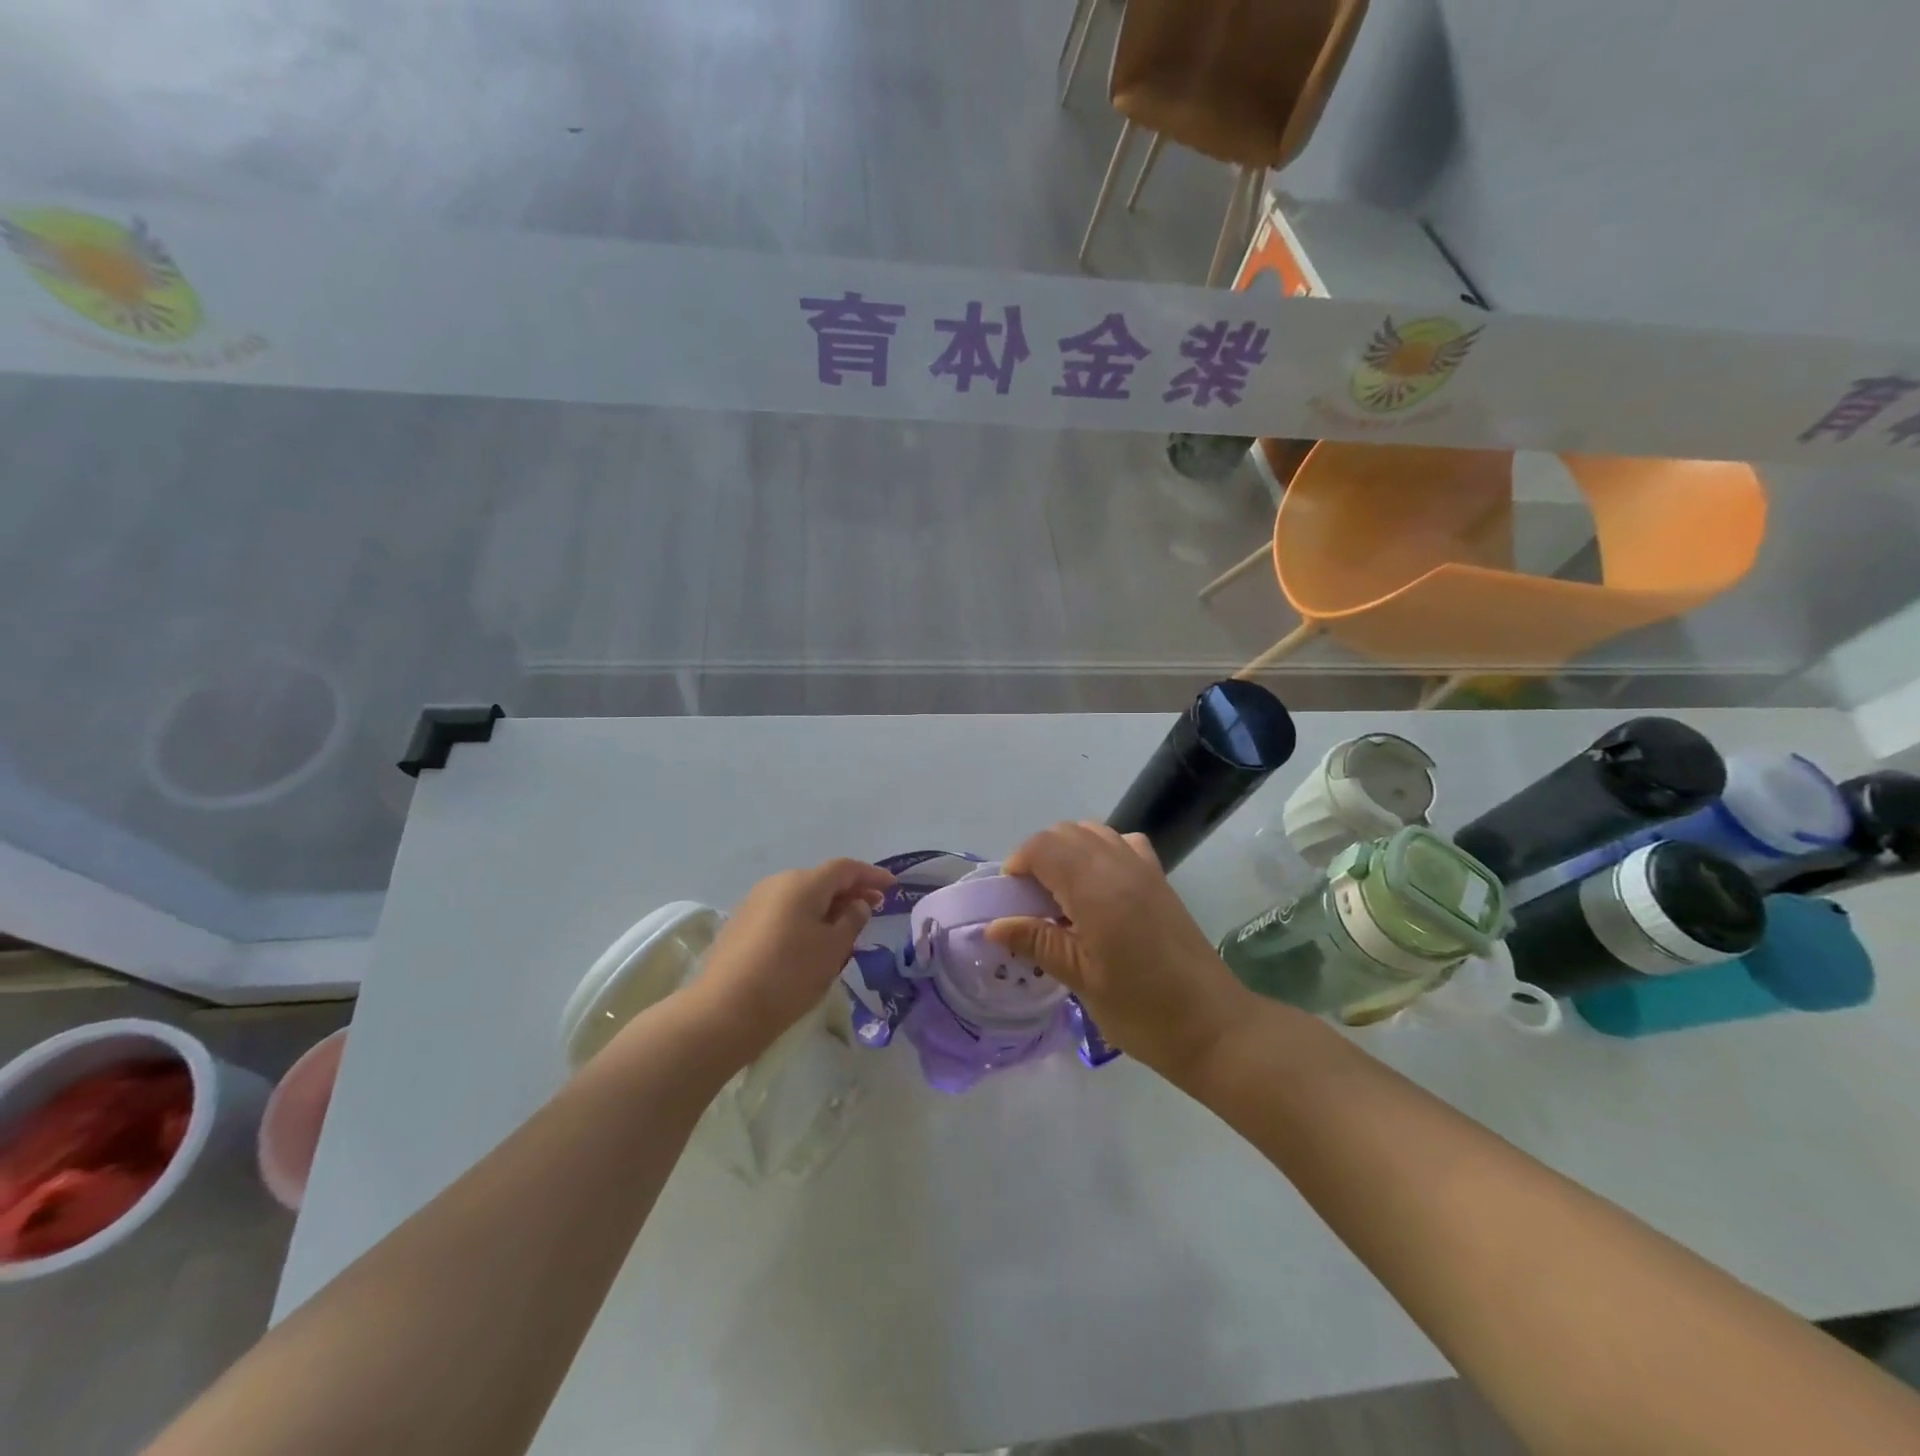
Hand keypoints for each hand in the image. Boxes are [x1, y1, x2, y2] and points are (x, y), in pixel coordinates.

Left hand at [682, 858, 893, 1062]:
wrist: (723, 1011)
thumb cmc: (789, 975)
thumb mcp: (833, 949)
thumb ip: (852, 920)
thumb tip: (856, 904)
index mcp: (803, 883)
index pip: (845, 868)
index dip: (871, 875)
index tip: (892, 886)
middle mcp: (777, 883)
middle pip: (821, 880)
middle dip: (849, 892)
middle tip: (872, 908)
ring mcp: (754, 902)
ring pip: (801, 897)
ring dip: (826, 907)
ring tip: (844, 929)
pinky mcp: (740, 924)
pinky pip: (783, 912)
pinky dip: (804, 918)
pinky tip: (811, 942)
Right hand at [987, 822, 1255, 1084]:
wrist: (1213, 1026)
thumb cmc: (1141, 1009)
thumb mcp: (1080, 979)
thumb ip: (1037, 941)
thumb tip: (994, 925)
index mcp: (1095, 888)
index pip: (1043, 847)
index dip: (1018, 864)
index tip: (1010, 900)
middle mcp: (1119, 865)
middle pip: (1065, 832)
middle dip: (1039, 856)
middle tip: (1031, 901)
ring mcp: (1144, 868)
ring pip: (1093, 832)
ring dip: (1068, 851)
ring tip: (1061, 895)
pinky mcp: (1160, 879)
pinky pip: (1122, 843)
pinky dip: (1100, 851)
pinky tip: (1099, 888)